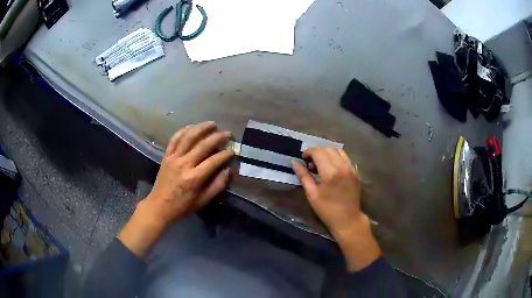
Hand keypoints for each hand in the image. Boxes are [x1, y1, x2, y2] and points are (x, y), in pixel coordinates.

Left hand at [118, 121, 233, 256]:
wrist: (160, 205)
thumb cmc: (183, 205)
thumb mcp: (203, 201)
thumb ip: (217, 186)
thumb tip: (228, 170)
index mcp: (194, 178)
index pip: (213, 161)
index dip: (225, 154)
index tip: (233, 150)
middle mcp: (184, 164)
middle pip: (203, 145)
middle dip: (217, 137)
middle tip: (227, 133)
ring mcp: (173, 158)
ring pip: (188, 138)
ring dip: (201, 128)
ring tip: (212, 124)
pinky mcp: (166, 156)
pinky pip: (174, 139)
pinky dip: (183, 131)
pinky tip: (192, 126)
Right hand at [292, 147, 380, 270]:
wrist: (348, 219)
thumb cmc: (327, 210)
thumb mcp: (312, 194)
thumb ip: (303, 176)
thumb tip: (294, 162)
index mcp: (330, 173)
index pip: (318, 152)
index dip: (308, 152)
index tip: (303, 159)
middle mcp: (343, 166)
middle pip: (328, 148)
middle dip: (317, 151)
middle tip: (310, 162)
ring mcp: (351, 168)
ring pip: (338, 150)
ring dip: (327, 152)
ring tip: (321, 163)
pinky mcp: (356, 171)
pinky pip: (345, 157)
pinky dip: (336, 157)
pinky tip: (331, 167)